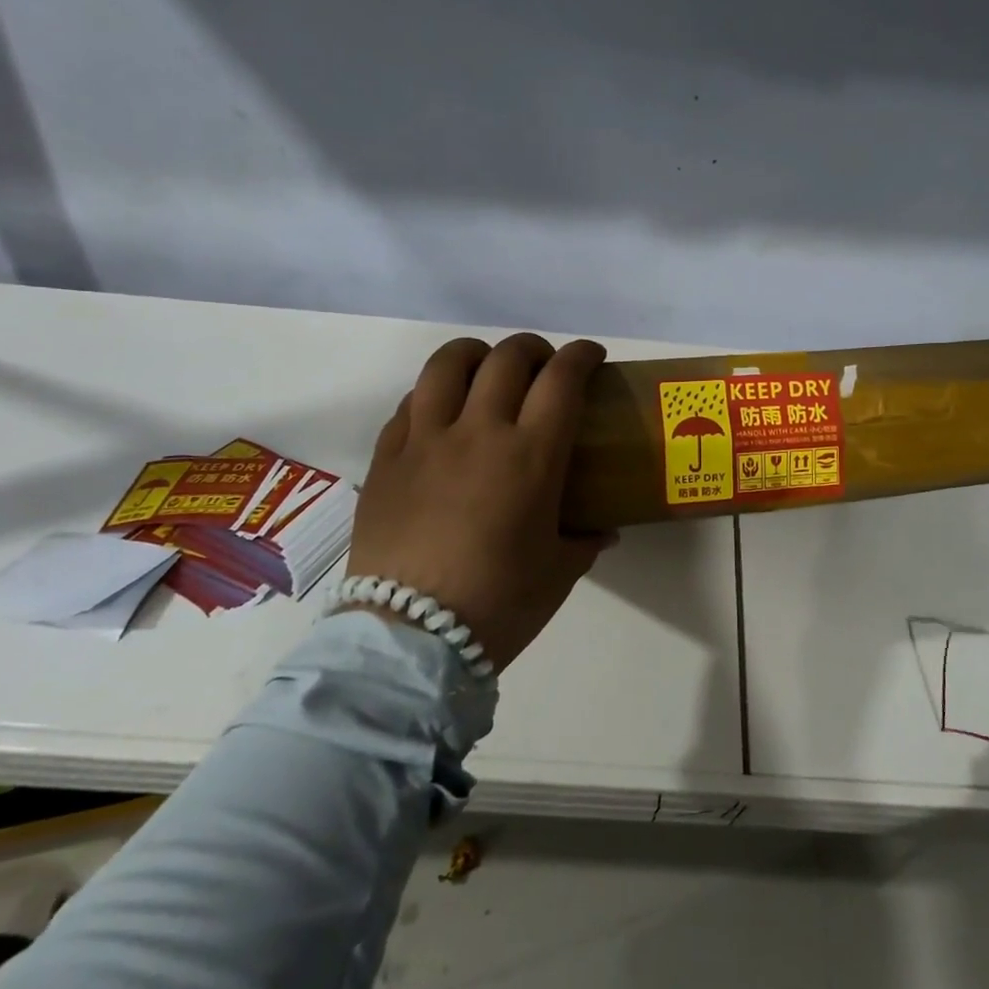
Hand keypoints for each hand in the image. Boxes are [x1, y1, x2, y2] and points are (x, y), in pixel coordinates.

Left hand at [345, 333, 616, 671]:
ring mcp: (426, 440)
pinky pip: (410, 402)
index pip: (562, 379)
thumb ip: (585, 539)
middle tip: (543, 367)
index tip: (591, 356)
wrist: (410, 639)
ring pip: (448, 364)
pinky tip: (442, 414)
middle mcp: (479, 432)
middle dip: (534, 349)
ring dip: (477, 355)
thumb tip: (601, 529)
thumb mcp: (559, 572)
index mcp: (531, 456)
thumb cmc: (499, 604)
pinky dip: (434, 394)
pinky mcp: (387, 458)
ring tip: (487, 371)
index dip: (582, 356)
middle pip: (508, 358)